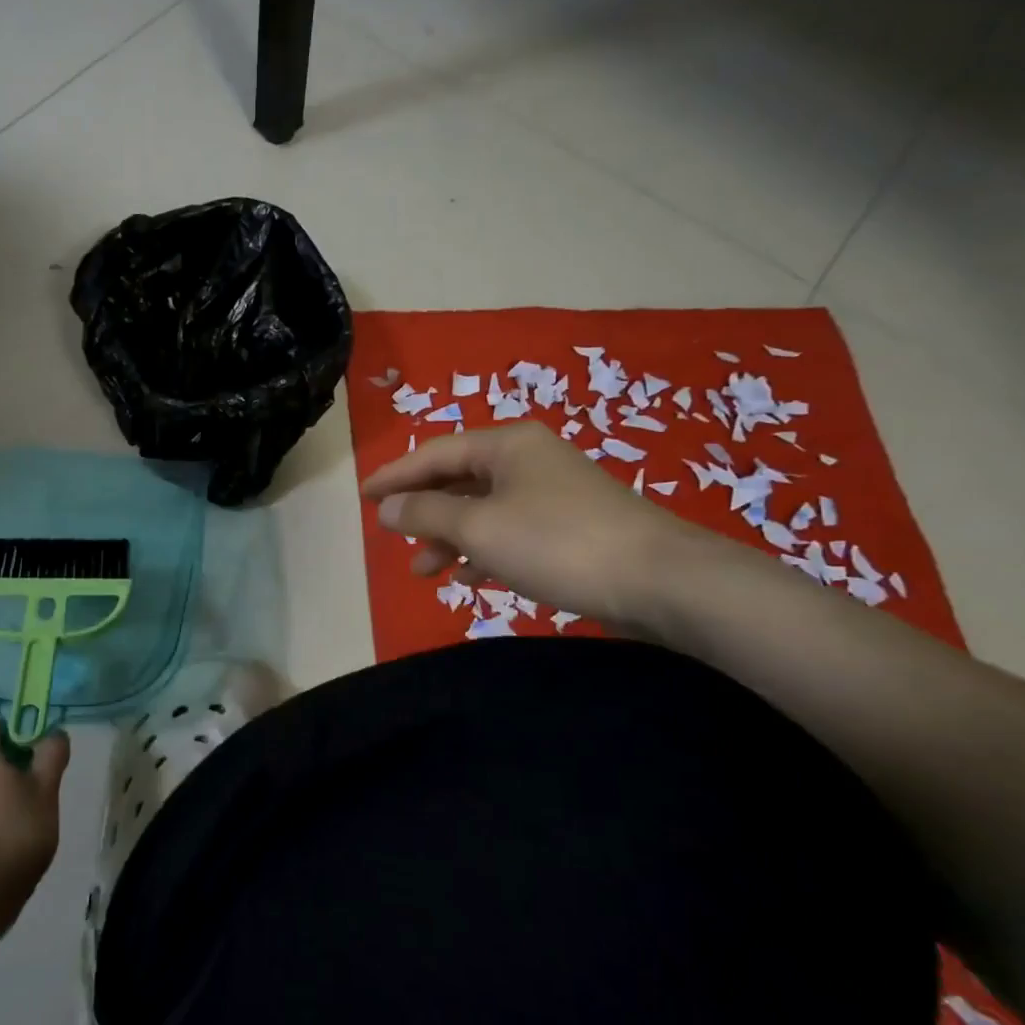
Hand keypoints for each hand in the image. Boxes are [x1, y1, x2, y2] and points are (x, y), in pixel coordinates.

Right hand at [360, 424, 708, 626]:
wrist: (661, 580)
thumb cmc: (557, 542)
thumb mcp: (479, 527)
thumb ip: (426, 514)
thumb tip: (386, 507)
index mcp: (506, 444)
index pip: (434, 452)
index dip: (395, 475)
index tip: (363, 497)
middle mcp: (528, 459)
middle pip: (458, 479)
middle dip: (423, 511)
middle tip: (392, 537)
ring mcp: (552, 493)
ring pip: (483, 509)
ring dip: (450, 536)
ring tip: (424, 570)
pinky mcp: (570, 527)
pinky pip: (510, 530)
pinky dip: (484, 549)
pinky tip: (469, 576)